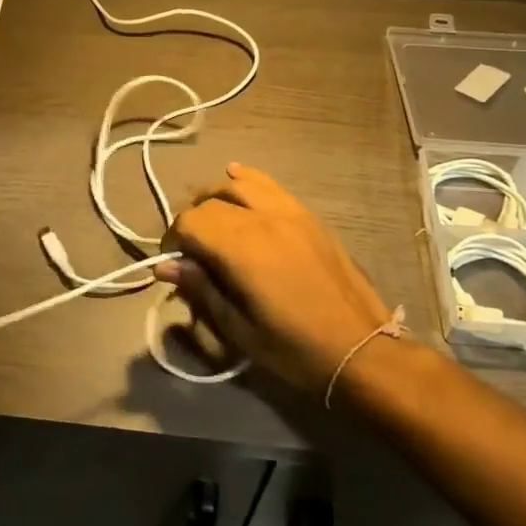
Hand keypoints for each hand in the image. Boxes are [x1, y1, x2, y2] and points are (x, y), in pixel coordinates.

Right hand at [157, 163, 394, 398]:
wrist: (360, 349)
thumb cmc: (294, 347)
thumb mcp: (239, 328)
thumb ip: (201, 289)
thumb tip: (165, 266)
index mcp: (242, 248)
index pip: (190, 222)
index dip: (173, 239)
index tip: (174, 263)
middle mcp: (262, 218)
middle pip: (211, 200)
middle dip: (193, 220)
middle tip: (192, 250)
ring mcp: (289, 212)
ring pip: (239, 184)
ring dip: (217, 196)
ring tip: (211, 217)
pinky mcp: (308, 215)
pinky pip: (270, 184)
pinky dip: (247, 179)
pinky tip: (236, 176)